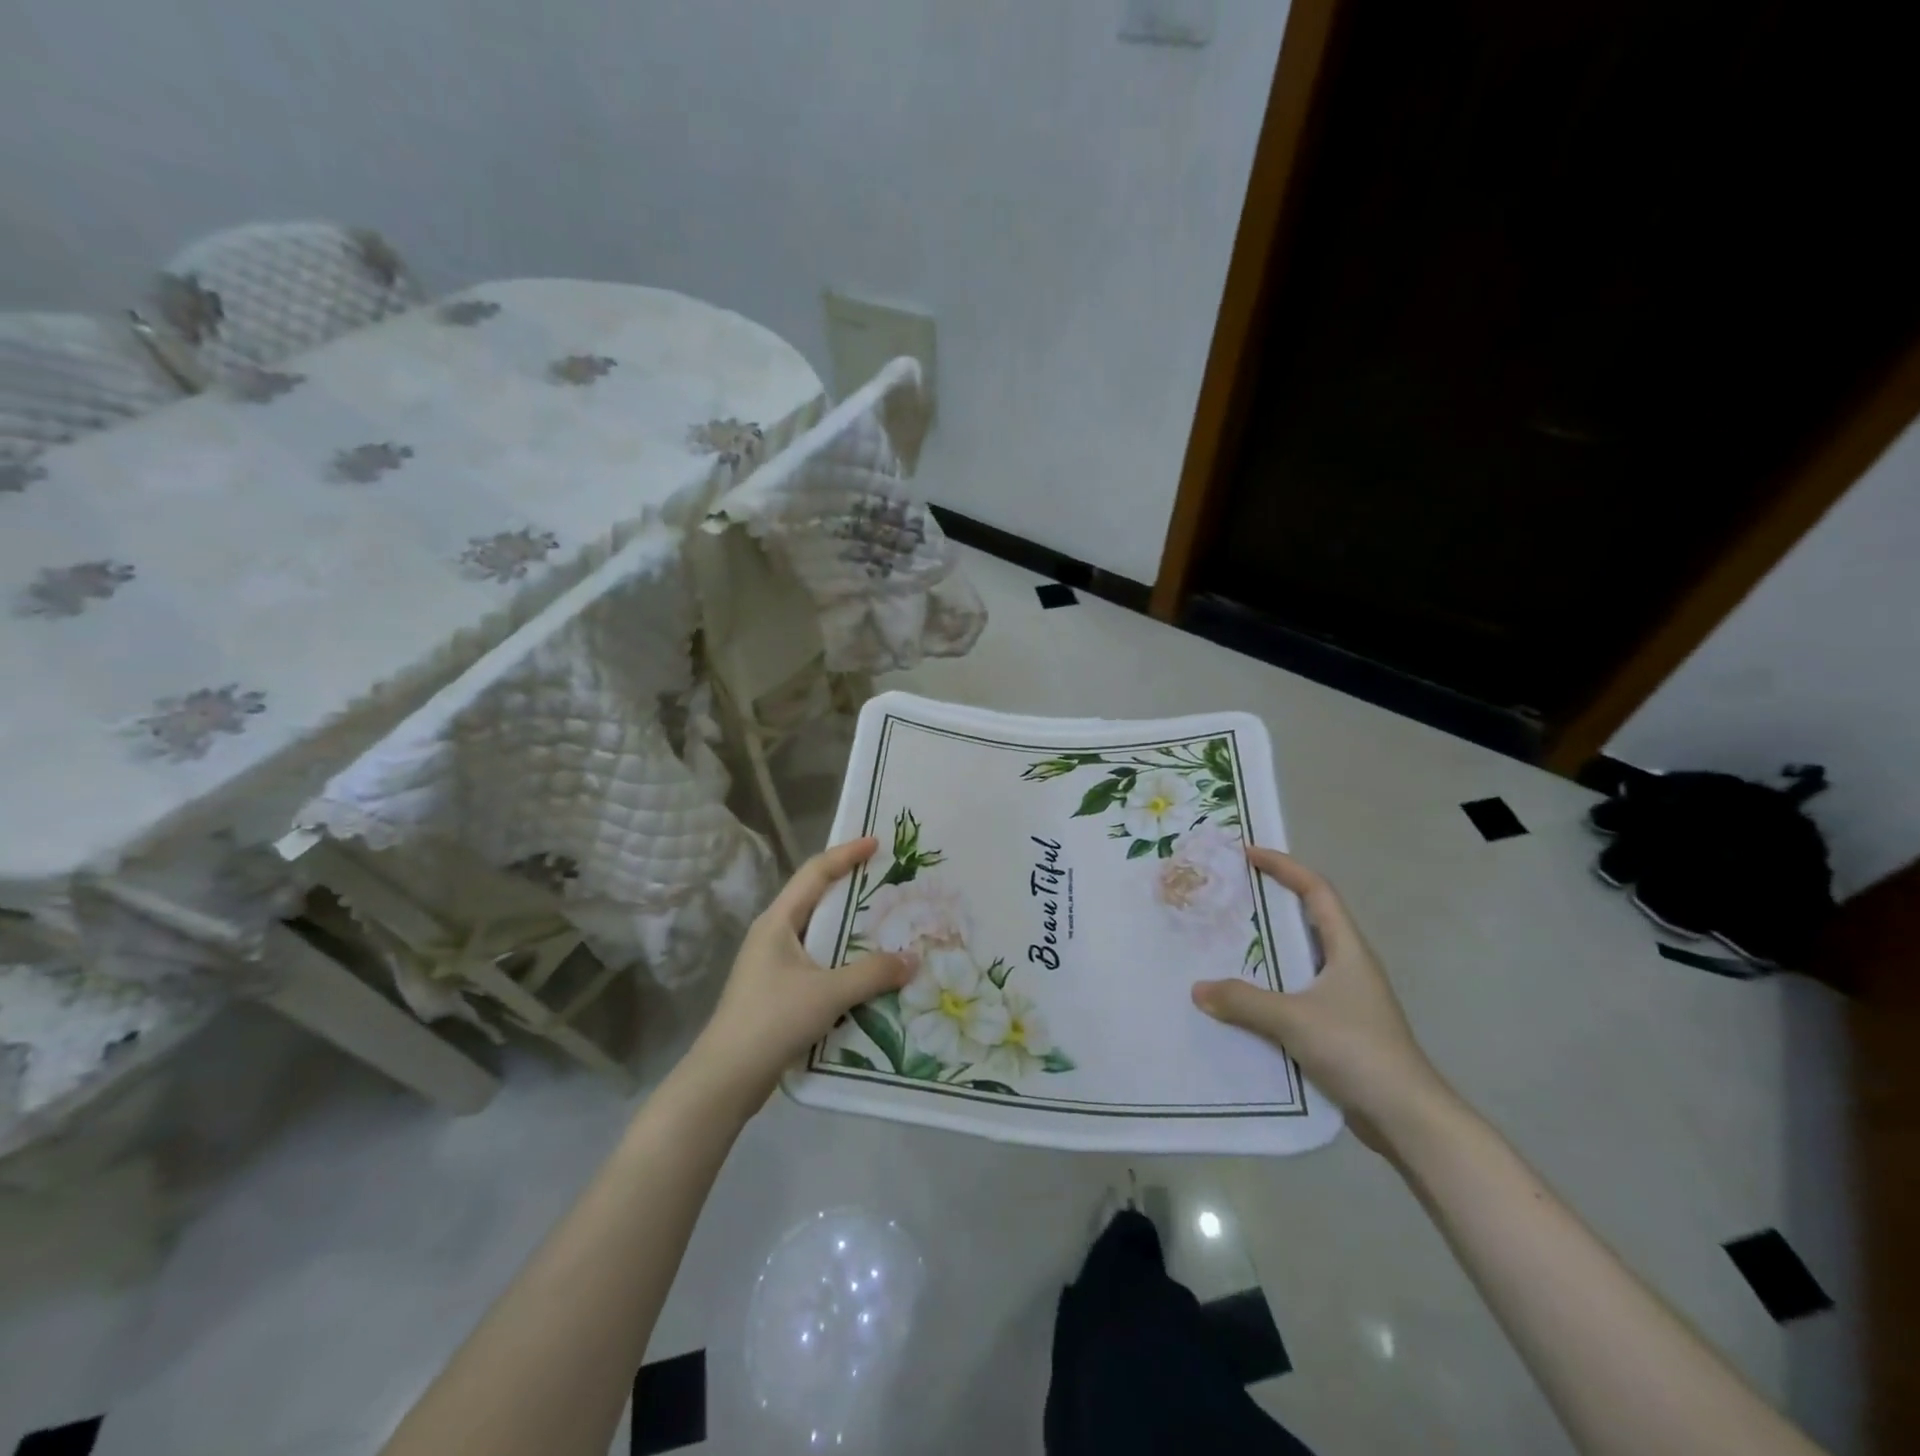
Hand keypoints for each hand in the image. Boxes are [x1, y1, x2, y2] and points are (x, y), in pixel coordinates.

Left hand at [684, 837, 911, 1111]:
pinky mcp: (778, 992)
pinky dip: (844, 961)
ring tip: (888, 927)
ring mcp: (773, 965)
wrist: (725, 1079)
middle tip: (888, 884)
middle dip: (852, 889)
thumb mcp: (828, 993)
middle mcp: (773, 935)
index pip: (814, 874)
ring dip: (850, 930)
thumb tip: (913, 960)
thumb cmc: (772, 1020)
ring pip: (819, 935)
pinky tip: (868, 974)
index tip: (875, 842)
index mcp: (778, 922)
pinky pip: (818, 964)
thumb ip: (873, 973)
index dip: (845, 854)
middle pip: (816, 900)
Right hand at [1191, 847, 1455, 1151]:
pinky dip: (1270, 988)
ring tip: (1225, 943)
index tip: (1248, 854)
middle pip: (1308, 920)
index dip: (1285, 867)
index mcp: (1347, 950)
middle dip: (1270, 903)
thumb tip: (1197, 989)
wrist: (1407, 1118)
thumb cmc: (1357, 1051)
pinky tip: (1242, 1001)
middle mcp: (1348, 966)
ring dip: (1268, 949)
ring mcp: (1346, 999)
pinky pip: (1296, 993)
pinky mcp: (1338, 1028)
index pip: (1316, 891)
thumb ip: (1243, 1001)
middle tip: (1230, 897)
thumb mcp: (1293, 1020)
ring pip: (1300, 959)